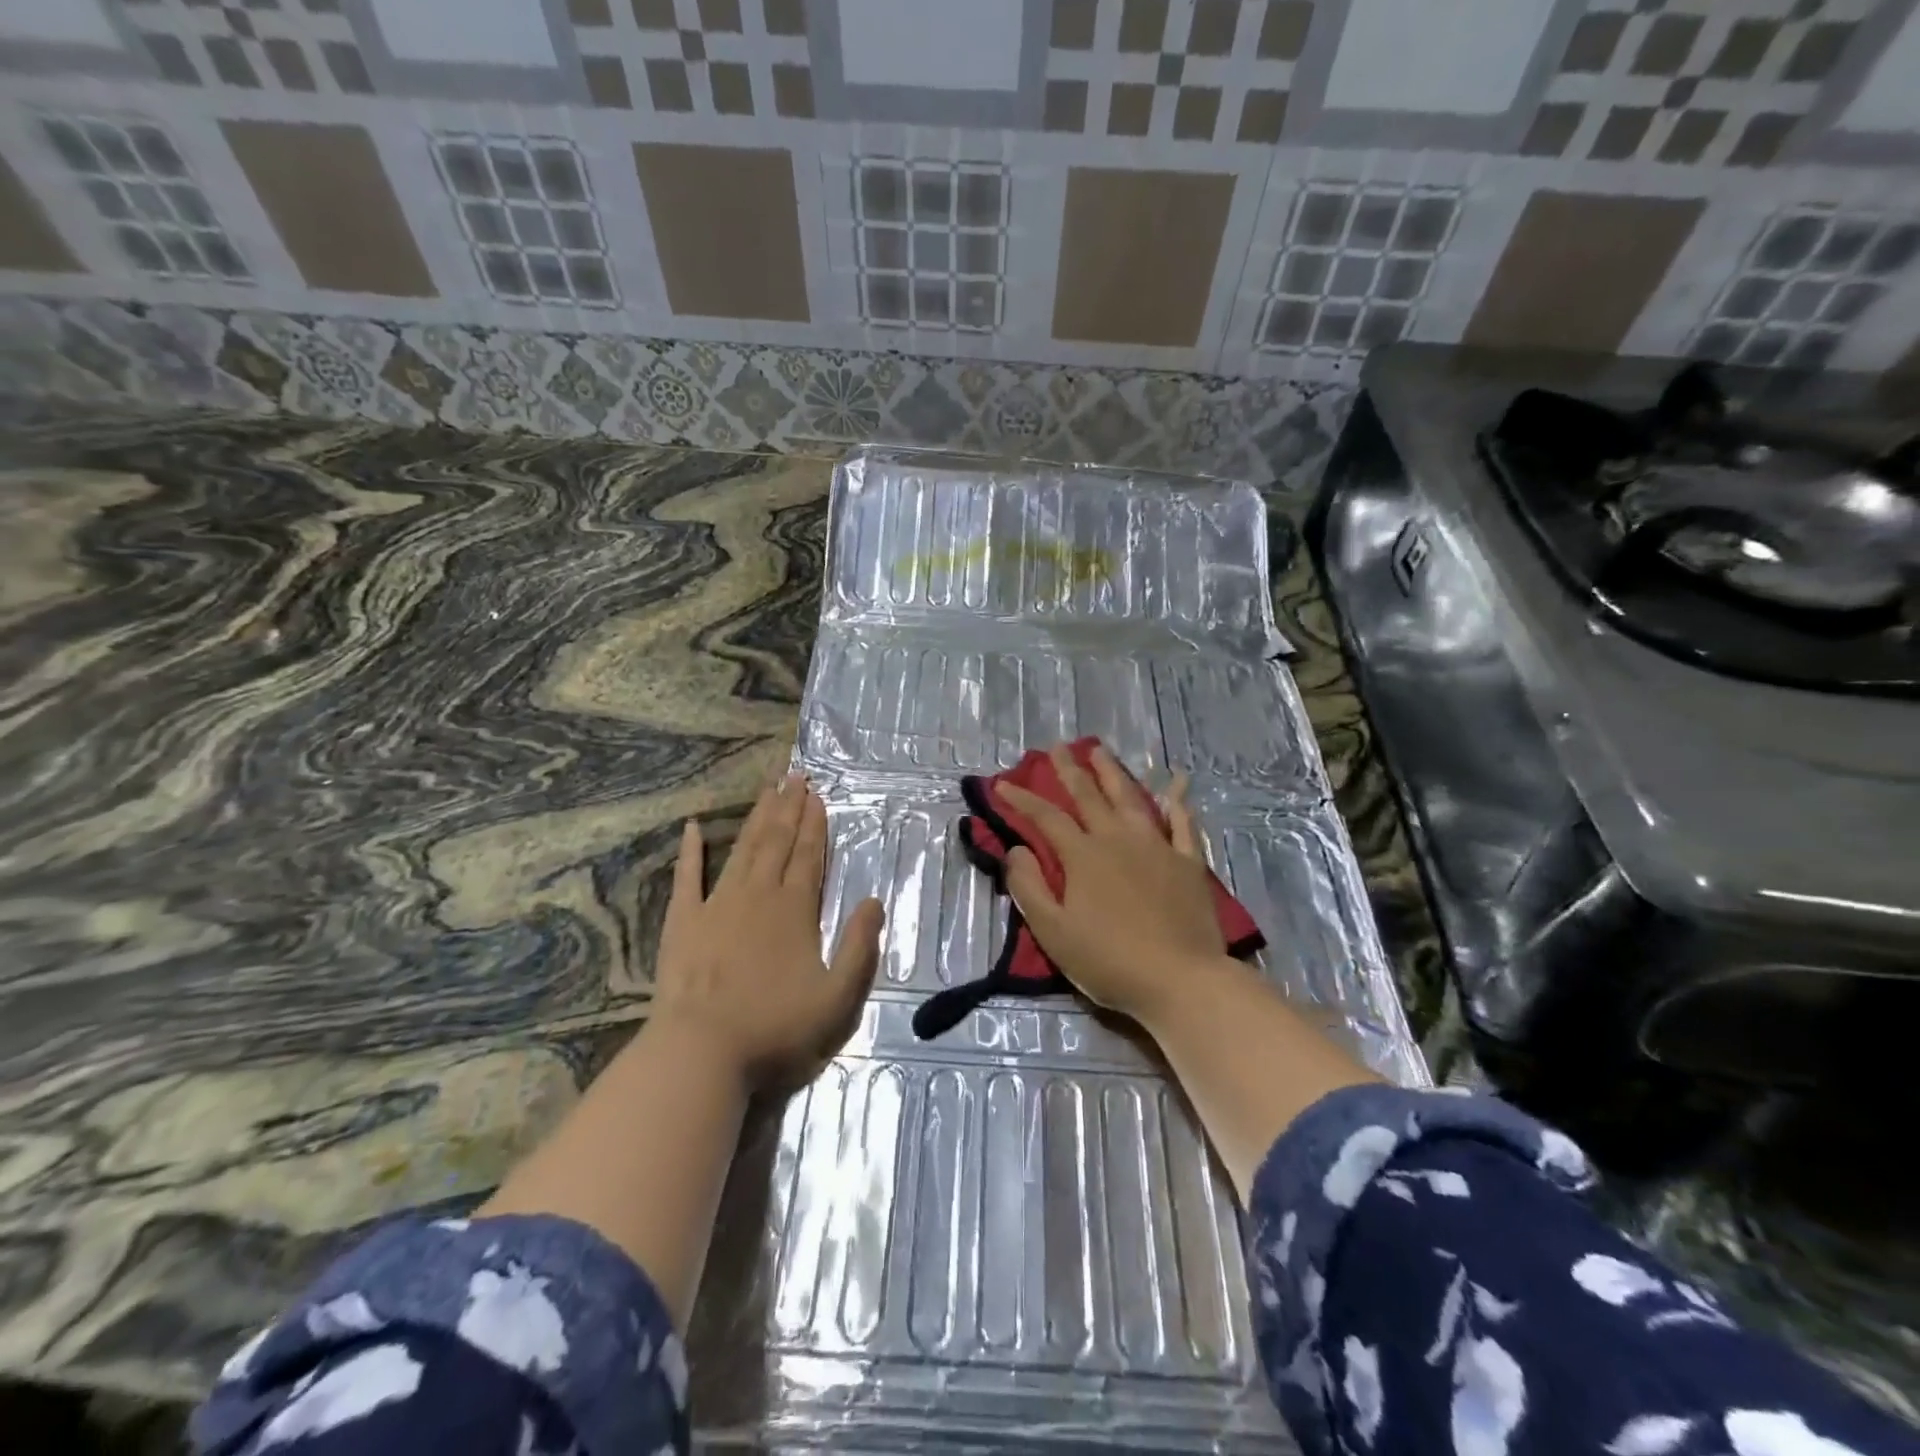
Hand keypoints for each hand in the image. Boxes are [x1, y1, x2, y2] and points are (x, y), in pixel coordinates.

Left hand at [652, 774, 883, 1091]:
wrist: (701, 1053)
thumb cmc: (775, 1029)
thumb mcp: (838, 999)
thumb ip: (860, 948)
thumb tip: (874, 901)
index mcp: (795, 911)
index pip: (809, 857)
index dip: (815, 825)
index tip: (817, 795)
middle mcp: (758, 896)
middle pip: (777, 843)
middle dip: (789, 809)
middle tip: (795, 776)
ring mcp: (716, 906)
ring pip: (742, 850)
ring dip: (756, 818)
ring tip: (767, 790)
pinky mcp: (682, 923)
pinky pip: (687, 878)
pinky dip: (690, 851)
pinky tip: (692, 827)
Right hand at [999, 745, 1226, 1025]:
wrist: (1181, 980)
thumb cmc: (1109, 961)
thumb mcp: (1054, 932)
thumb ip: (1030, 887)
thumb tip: (1017, 849)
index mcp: (1083, 856)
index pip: (1046, 817)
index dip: (1022, 799)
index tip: (1002, 783)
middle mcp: (1118, 839)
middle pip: (1089, 796)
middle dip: (1070, 770)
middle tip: (1058, 747)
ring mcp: (1157, 847)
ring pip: (1131, 799)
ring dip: (1113, 773)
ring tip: (1101, 751)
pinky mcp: (1188, 862)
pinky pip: (1184, 823)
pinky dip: (1178, 801)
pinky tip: (1176, 784)